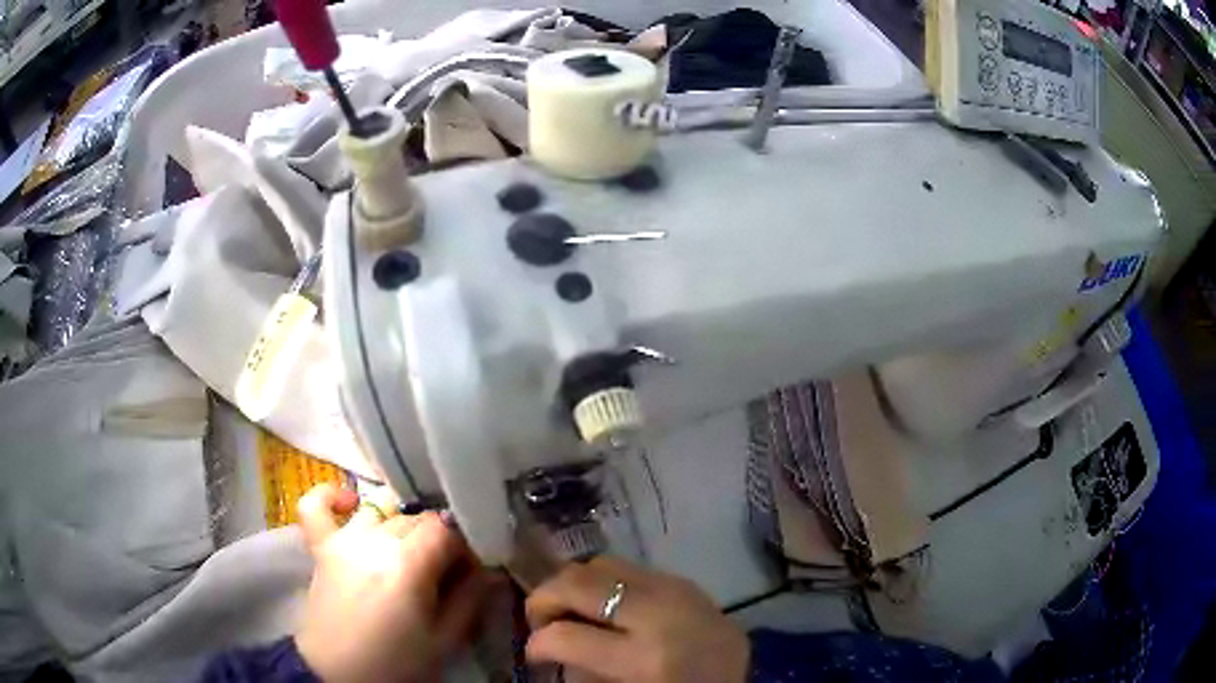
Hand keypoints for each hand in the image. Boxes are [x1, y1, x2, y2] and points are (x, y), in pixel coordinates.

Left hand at [294, 484, 491, 682]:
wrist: (338, 674)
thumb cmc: (396, 662)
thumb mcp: (444, 640)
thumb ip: (471, 600)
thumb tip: (492, 571)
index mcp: (408, 563)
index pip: (448, 529)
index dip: (466, 546)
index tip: (472, 571)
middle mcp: (375, 539)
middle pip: (417, 520)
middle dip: (438, 541)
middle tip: (446, 574)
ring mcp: (343, 539)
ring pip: (381, 512)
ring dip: (400, 527)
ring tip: (407, 556)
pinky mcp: (321, 547)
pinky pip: (316, 506)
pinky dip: (332, 497)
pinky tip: (351, 504)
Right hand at [525, 556, 749, 682]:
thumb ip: (581, 666)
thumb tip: (549, 638)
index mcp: (646, 657)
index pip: (566, 635)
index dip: (537, 644)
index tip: (534, 653)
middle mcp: (665, 613)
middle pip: (581, 579)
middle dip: (546, 597)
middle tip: (542, 620)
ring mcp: (684, 593)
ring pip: (606, 564)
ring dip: (580, 586)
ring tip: (576, 611)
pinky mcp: (694, 585)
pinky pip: (639, 572)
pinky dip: (614, 587)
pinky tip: (614, 610)